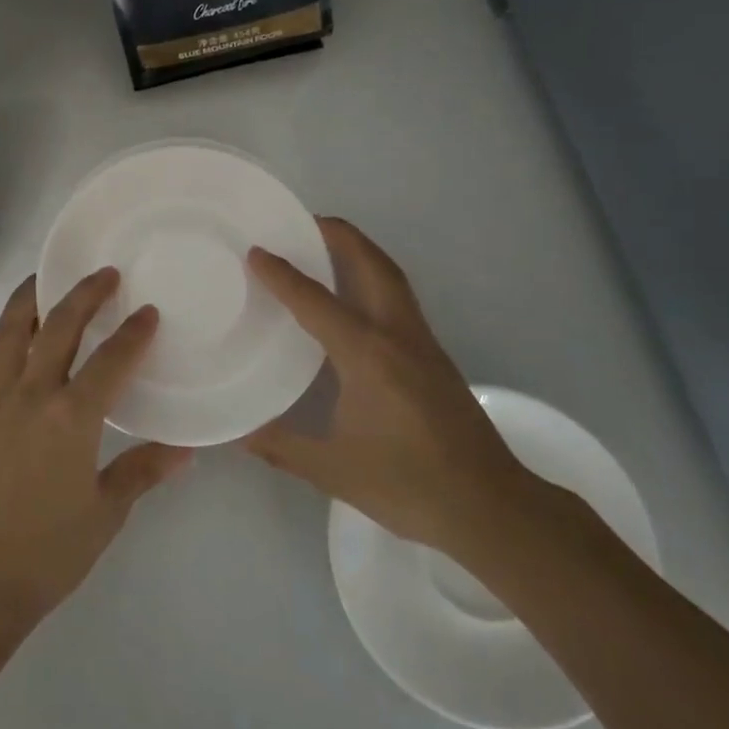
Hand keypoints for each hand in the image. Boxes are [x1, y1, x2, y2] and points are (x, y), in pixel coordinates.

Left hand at [0, 270, 190, 627]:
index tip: (149, 312)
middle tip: (105, 274)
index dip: (133, 334)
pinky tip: (22, 333)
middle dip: (84, 295)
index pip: (110, 361)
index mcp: (71, 419)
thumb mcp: (105, 512)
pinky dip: (10, 333)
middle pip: (58, 328)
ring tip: (45, 279)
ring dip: (32, 300)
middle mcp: (32, 396)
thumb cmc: (48, 552)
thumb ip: (142, 471)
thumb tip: (186, 449)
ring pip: (12, 332)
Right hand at [243, 217, 538, 557]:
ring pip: (392, 279)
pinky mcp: (435, 359)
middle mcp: (397, 336)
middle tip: (305, 221)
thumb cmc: (409, 484)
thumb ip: (281, 446)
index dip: (282, 274)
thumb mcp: (334, 470)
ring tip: (328, 247)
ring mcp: (422, 344)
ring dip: (361, 254)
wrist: (491, 508)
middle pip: (372, 265)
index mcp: (367, 355)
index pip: (316, 301)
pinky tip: (356, 302)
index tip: (257, 251)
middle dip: (340, 235)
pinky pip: (400, 301)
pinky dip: (375, 281)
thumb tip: (237, 433)